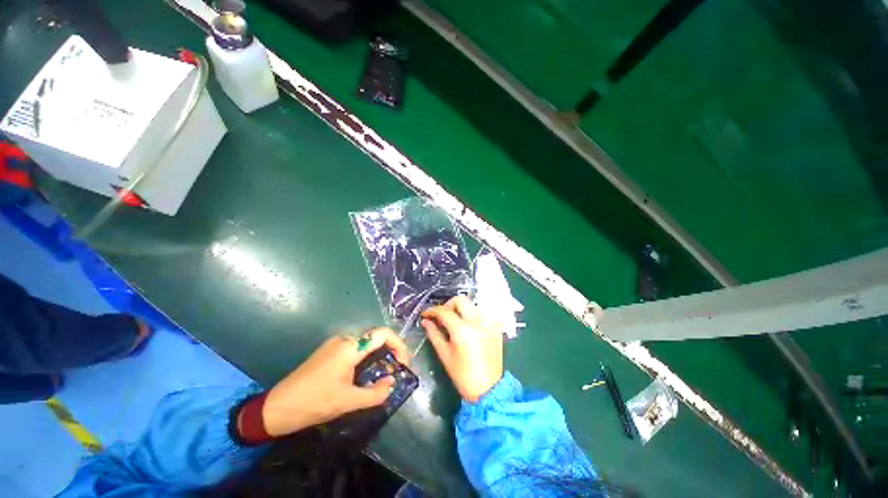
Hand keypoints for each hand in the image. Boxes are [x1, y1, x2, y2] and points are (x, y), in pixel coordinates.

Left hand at [260, 328, 408, 436]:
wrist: (277, 407)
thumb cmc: (314, 402)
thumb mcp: (348, 401)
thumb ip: (375, 393)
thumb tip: (392, 383)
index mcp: (350, 347)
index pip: (383, 334)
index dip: (399, 345)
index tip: (403, 363)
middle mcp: (344, 339)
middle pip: (376, 337)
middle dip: (390, 351)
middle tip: (396, 370)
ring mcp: (335, 344)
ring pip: (366, 343)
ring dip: (378, 355)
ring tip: (383, 373)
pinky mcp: (329, 351)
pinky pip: (355, 349)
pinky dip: (366, 357)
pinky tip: (365, 374)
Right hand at [421, 296, 502, 402]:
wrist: (488, 390)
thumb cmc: (462, 375)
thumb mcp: (444, 355)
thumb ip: (434, 334)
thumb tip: (425, 321)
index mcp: (463, 330)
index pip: (444, 311)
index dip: (432, 310)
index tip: (425, 315)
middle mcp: (478, 322)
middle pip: (460, 300)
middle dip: (448, 305)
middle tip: (441, 317)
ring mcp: (489, 323)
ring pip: (472, 305)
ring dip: (460, 310)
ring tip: (454, 322)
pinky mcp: (495, 327)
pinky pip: (482, 313)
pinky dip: (472, 316)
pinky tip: (467, 327)